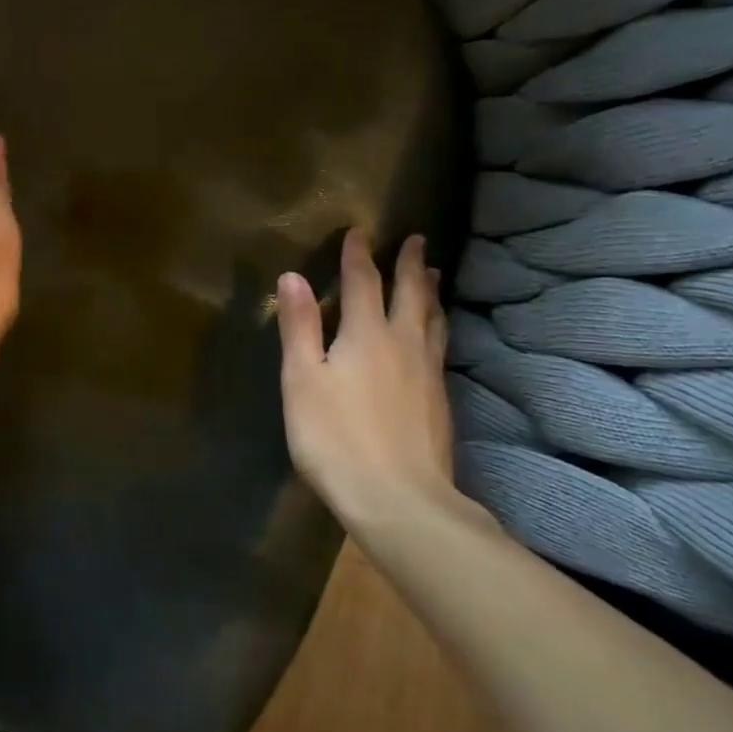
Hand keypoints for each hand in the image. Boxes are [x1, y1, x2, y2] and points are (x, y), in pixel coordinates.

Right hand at [276, 233, 456, 520]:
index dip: (358, 255)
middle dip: (411, 264)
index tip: (360, 231)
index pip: (362, 283)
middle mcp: (403, 345)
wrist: (399, 500)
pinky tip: (435, 338)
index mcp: (366, 335)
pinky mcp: (440, 402)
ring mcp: (427, 374)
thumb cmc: (335, 437)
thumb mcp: (302, 379)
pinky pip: (440, 347)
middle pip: (410, 295)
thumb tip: (292, 276)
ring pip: (432, 321)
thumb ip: (299, 326)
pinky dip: (437, 327)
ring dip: (431, 293)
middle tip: (419, 240)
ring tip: (436, 276)